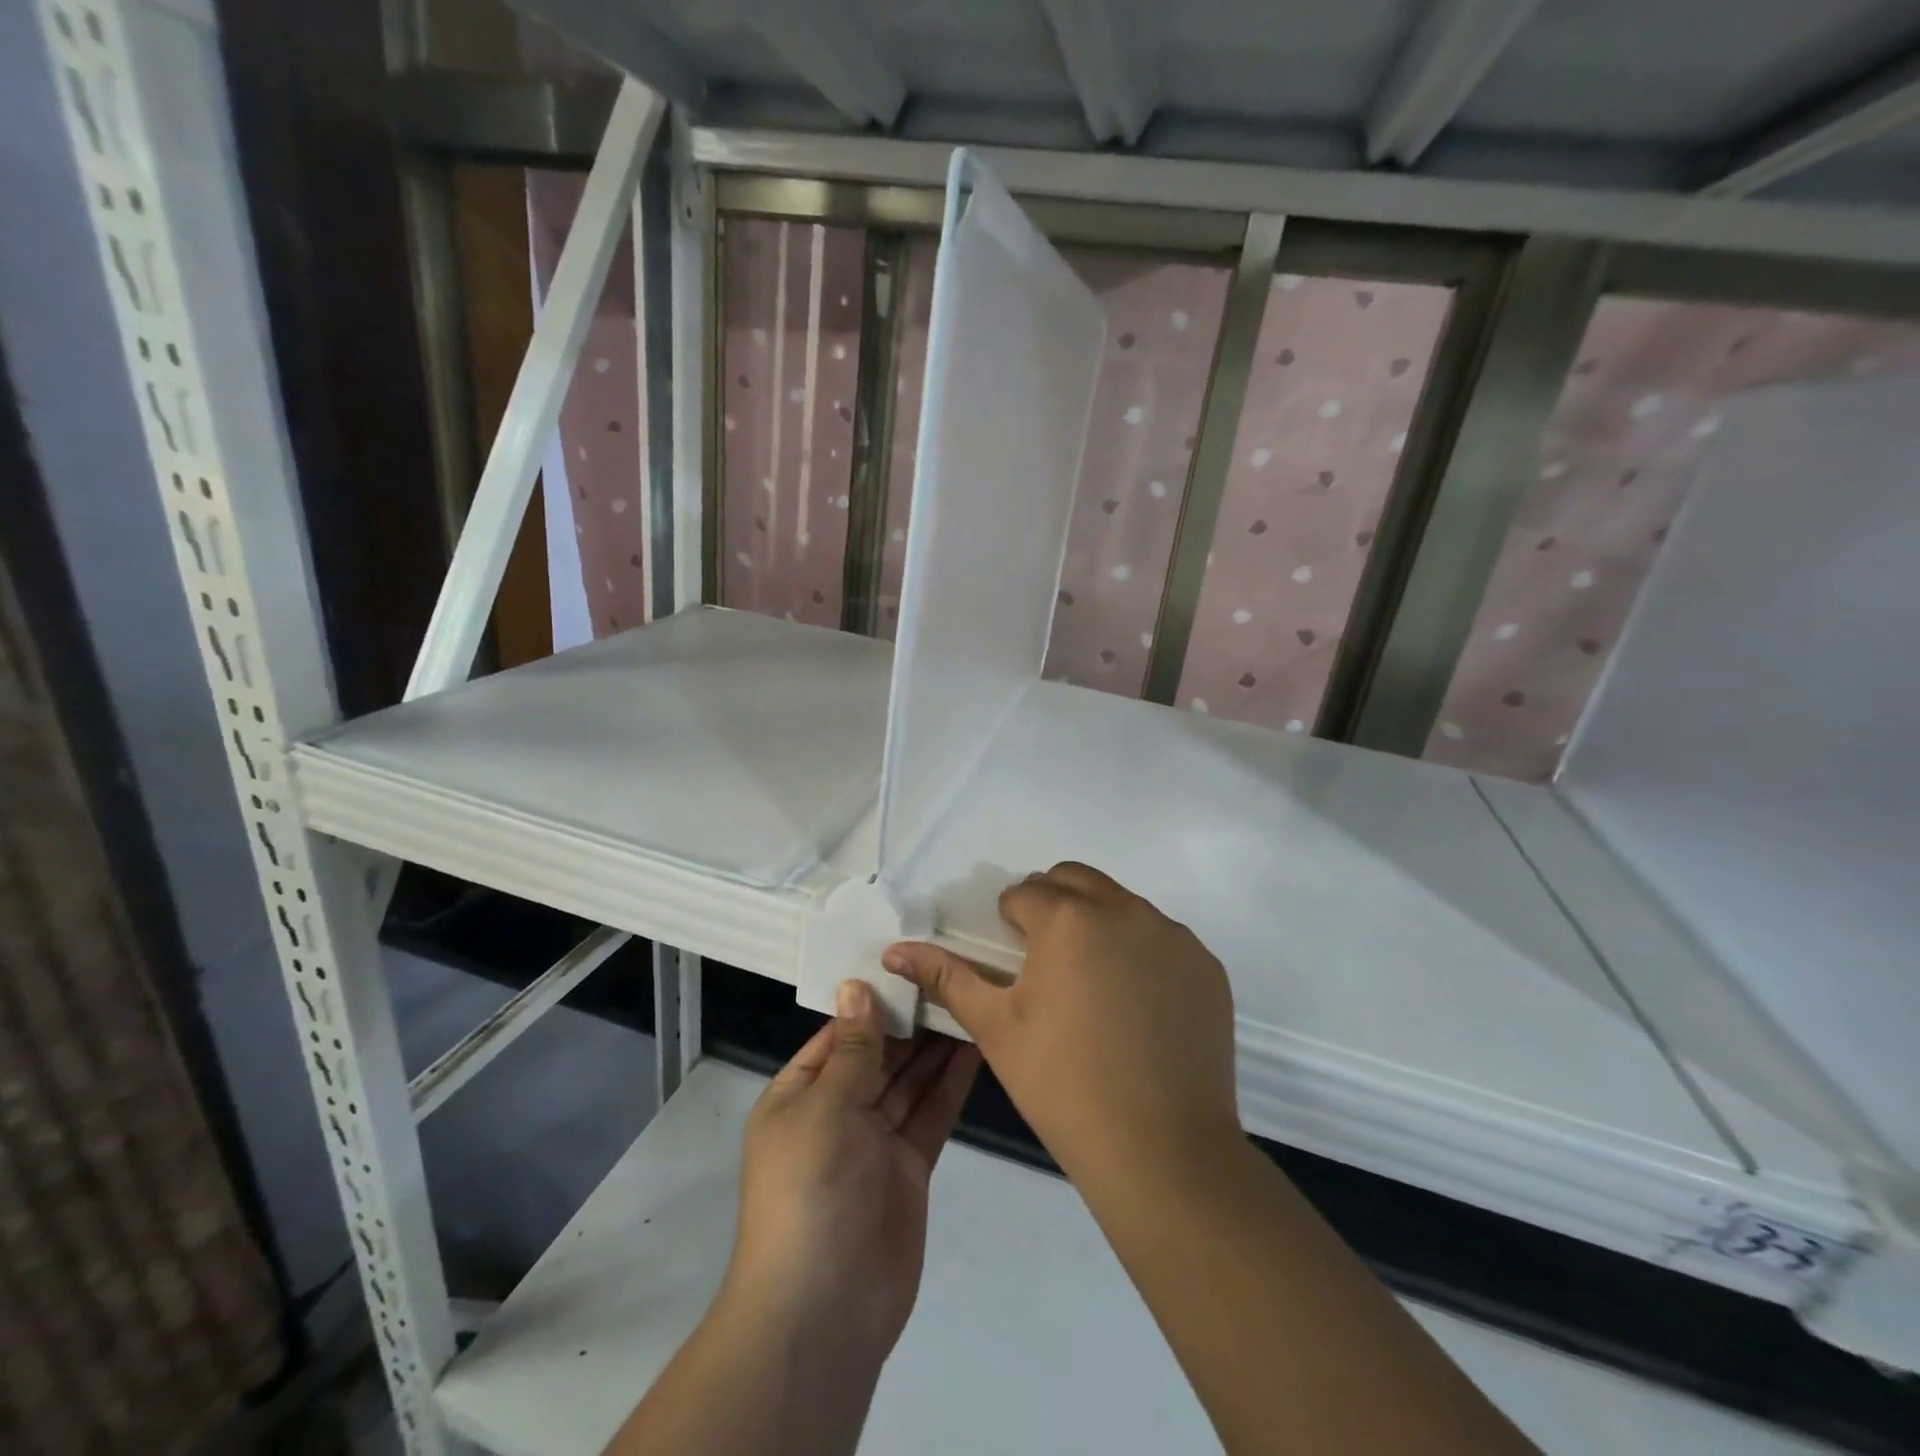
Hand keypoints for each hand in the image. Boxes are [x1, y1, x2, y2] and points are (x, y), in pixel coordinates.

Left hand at [723, 980, 981, 1360]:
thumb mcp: (825, 1108)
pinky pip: (930, 1114)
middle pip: (878, 1054)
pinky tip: (974, 1047)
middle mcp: (835, 1112)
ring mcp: (874, 1141)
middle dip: (911, 1020)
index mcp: (799, 1095)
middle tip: (953, 972)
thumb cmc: (810, 1193)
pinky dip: (949, 1083)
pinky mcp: (909, 1167)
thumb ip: (853, 1048)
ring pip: (909, 1081)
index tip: (910, 961)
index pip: (838, 1034)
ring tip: (970, 998)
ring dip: (935, 1046)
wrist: (823, 1313)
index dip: (872, 1001)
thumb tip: (856, 985)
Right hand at [882, 862, 1238, 1190]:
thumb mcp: (996, 1028)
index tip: (1011, 961)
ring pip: (1121, 905)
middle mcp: (1125, 910)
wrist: (1163, 1151)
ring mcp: (1173, 936)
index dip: (1009, 922)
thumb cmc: (1063, 1085)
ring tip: (1092, 987)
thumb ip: (947, 977)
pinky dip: (1140, 953)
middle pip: (1075, 880)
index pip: (1025, 893)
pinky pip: (1161, 938)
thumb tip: (895, 950)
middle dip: (1052, 904)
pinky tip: (1136, 1007)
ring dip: (1097, 924)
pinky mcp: (1206, 965)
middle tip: (1044, 962)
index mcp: (1069, 918)